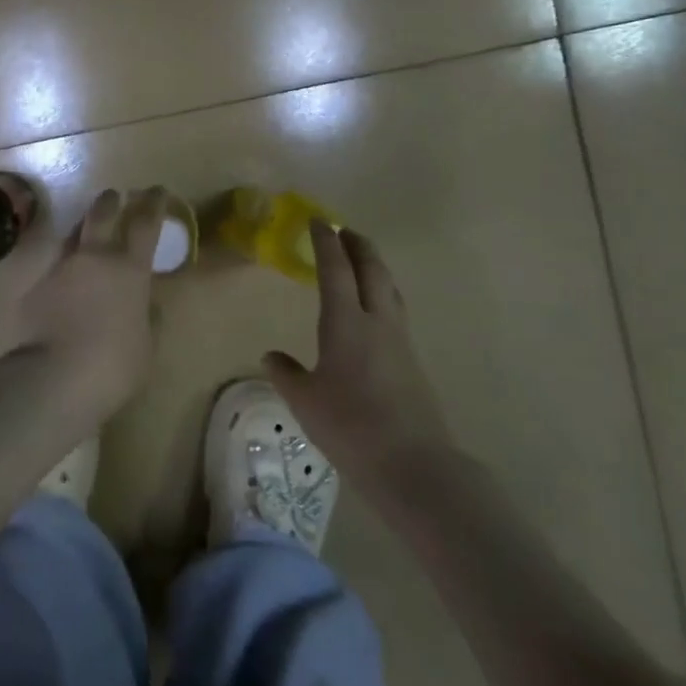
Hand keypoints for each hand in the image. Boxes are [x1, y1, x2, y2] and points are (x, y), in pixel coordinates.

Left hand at [19, 187, 164, 409]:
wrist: (56, 377)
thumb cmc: (115, 364)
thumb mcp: (146, 343)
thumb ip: (147, 316)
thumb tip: (145, 303)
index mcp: (129, 269)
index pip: (145, 223)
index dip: (153, 203)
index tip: (157, 190)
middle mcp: (94, 257)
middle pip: (101, 213)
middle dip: (110, 201)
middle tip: (115, 197)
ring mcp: (60, 268)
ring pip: (72, 234)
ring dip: (83, 230)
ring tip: (88, 235)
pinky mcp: (35, 286)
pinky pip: (53, 267)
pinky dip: (63, 269)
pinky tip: (65, 285)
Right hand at [263, 222, 454, 470]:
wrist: (413, 464)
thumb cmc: (350, 426)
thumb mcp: (305, 401)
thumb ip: (286, 373)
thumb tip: (271, 356)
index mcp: (346, 323)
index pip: (335, 270)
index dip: (326, 243)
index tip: (318, 221)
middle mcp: (377, 322)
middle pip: (372, 270)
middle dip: (358, 246)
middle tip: (344, 230)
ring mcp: (400, 340)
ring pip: (389, 288)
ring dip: (375, 267)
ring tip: (362, 260)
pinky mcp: (412, 361)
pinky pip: (395, 311)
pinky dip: (382, 293)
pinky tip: (374, 310)